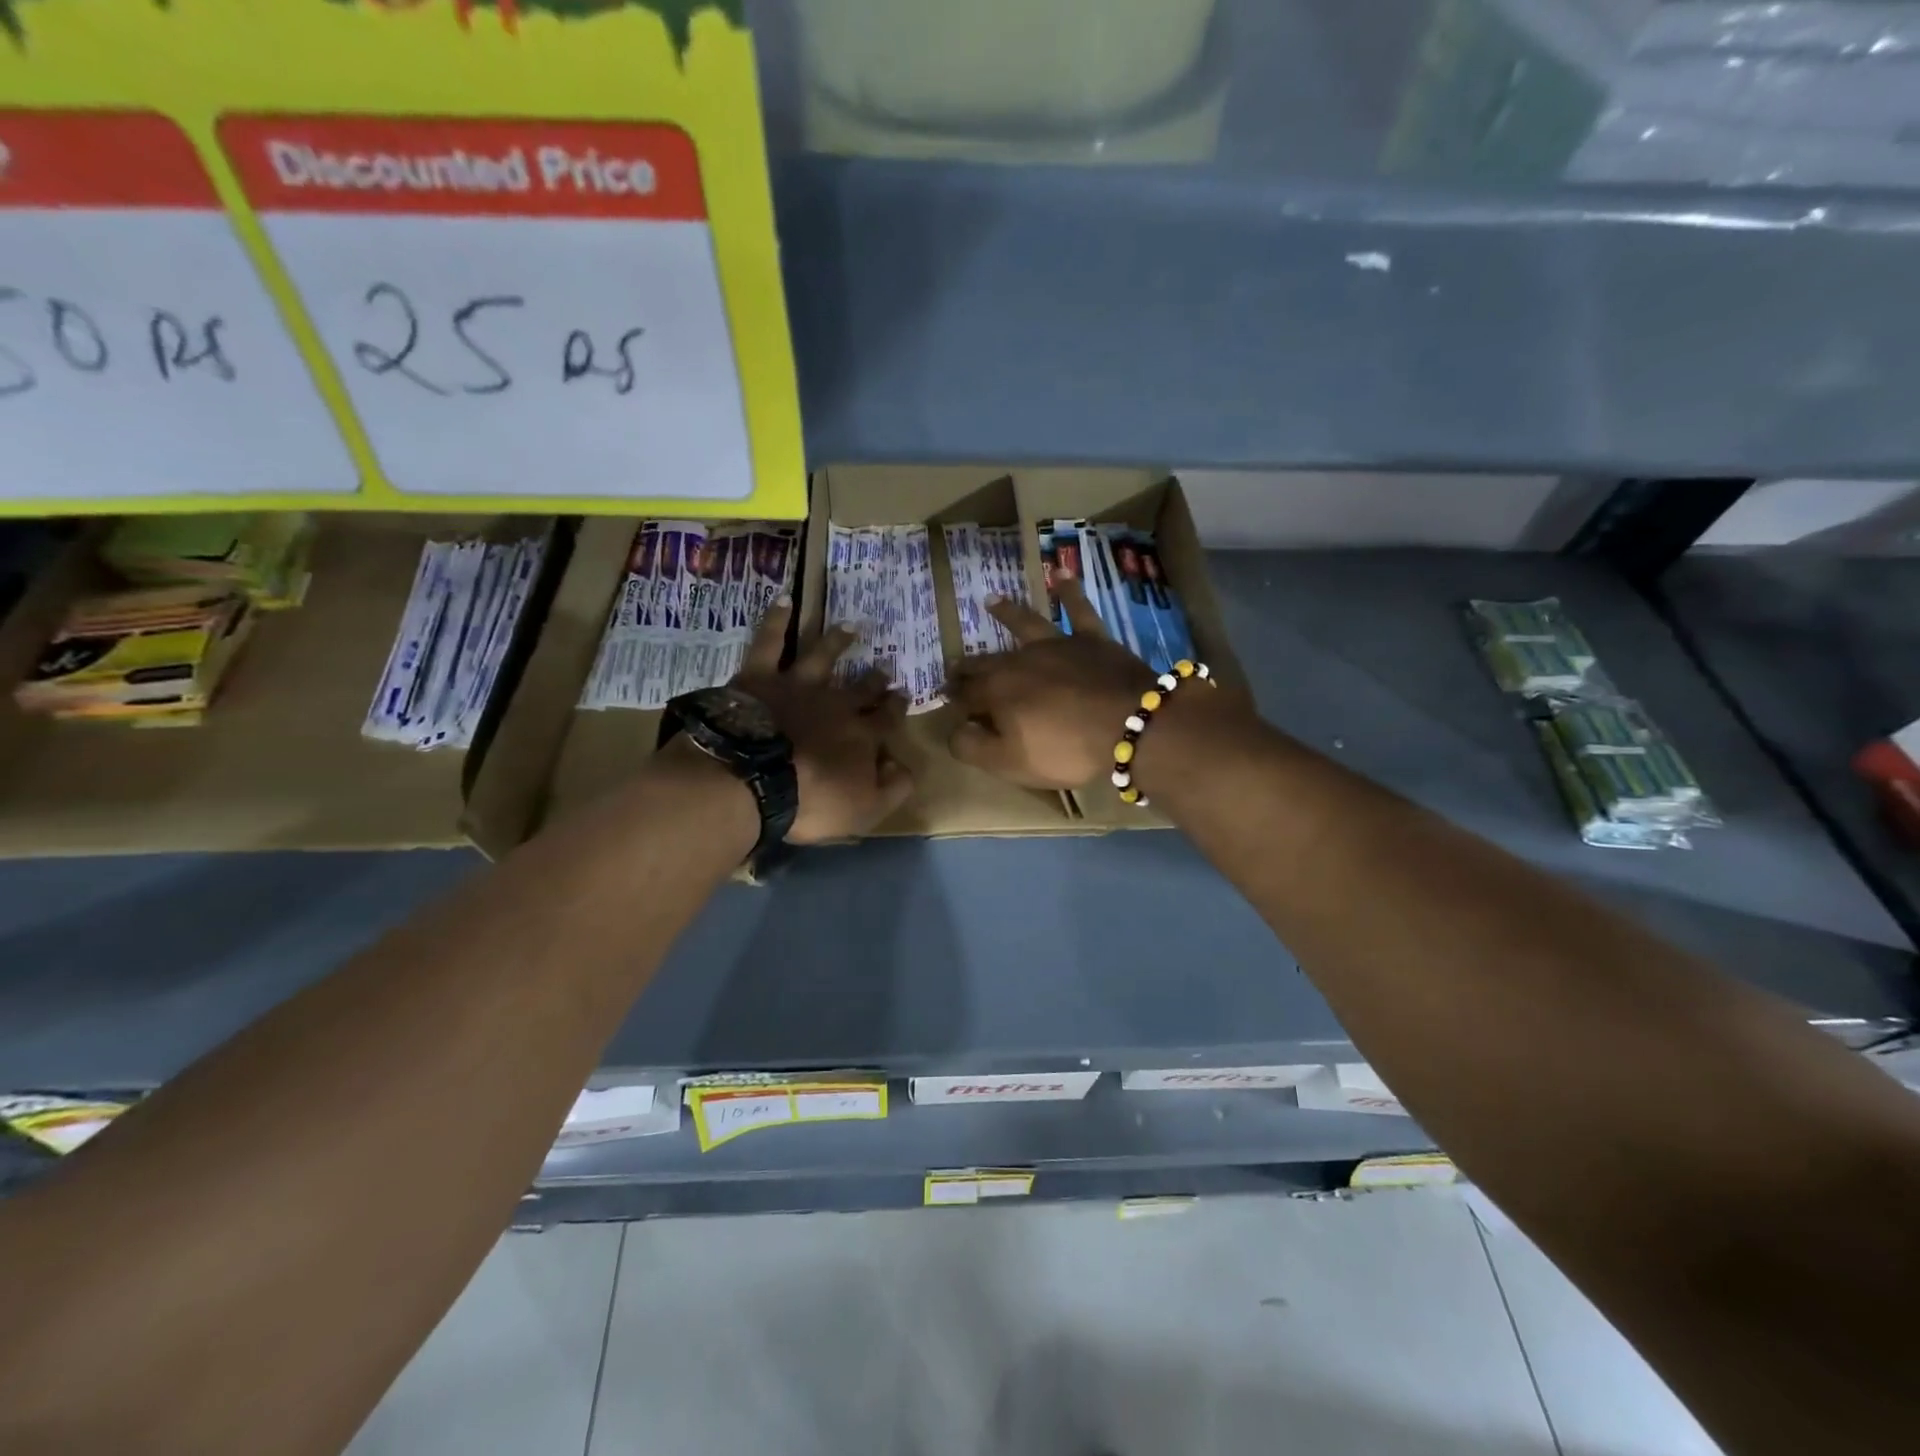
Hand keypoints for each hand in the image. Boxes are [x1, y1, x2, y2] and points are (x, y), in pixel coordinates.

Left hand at [731, 598, 913, 842]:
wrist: (753, 779)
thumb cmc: (811, 802)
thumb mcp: (865, 810)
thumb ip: (893, 789)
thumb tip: (905, 766)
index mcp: (862, 735)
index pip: (887, 719)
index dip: (895, 710)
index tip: (901, 699)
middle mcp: (836, 703)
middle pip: (861, 687)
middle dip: (875, 680)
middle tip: (883, 670)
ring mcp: (798, 685)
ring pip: (823, 656)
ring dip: (837, 641)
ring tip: (850, 627)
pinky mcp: (760, 678)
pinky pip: (770, 642)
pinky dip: (777, 621)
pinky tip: (783, 601)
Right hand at [947, 579, 1157, 789]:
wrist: (1130, 725)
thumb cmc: (1066, 750)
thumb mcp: (1011, 763)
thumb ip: (974, 747)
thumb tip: (953, 730)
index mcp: (997, 691)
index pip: (966, 694)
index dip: (954, 700)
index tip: (945, 700)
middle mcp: (1020, 661)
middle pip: (987, 661)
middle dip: (967, 665)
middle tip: (954, 665)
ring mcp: (1057, 645)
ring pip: (1026, 624)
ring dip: (1007, 613)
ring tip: (990, 600)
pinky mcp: (1092, 640)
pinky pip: (1078, 610)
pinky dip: (1069, 591)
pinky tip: (1062, 572)